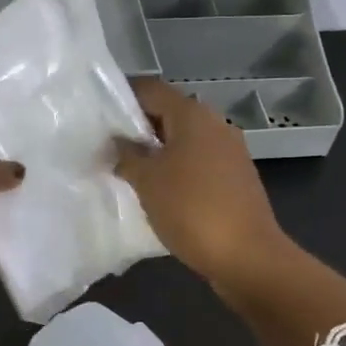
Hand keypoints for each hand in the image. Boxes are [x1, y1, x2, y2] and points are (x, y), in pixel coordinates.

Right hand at [115, 78, 290, 295]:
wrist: (247, 256)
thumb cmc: (191, 209)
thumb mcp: (147, 181)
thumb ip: (127, 155)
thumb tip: (118, 143)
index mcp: (193, 114)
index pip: (150, 89)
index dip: (123, 98)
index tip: (98, 118)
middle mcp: (215, 124)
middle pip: (169, 113)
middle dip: (138, 129)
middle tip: (108, 149)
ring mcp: (230, 151)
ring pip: (184, 140)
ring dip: (157, 152)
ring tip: (129, 172)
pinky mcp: (236, 177)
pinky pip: (198, 162)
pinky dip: (177, 169)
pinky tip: (159, 192)